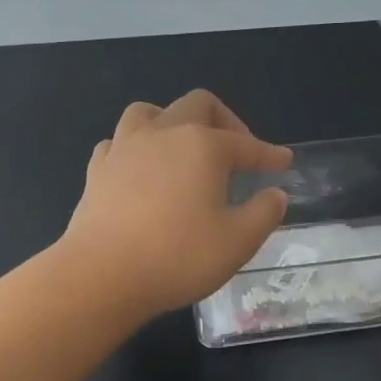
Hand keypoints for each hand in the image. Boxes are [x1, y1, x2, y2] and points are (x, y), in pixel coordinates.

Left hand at [57, 90, 292, 317]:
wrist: (101, 275)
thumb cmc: (177, 257)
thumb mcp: (238, 242)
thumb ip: (264, 213)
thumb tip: (275, 194)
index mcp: (203, 146)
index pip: (245, 144)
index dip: (268, 154)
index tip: (283, 162)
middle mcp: (163, 134)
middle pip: (198, 104)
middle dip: (225, 121)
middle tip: (237, 151)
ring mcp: (124, 147)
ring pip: (149, 112)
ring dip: (172, 122)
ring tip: (183, 148)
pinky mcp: (97, 169)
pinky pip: (118, 143)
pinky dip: (135, 149)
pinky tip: (141, 170)